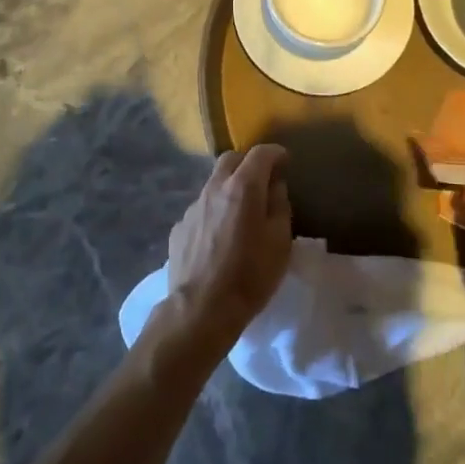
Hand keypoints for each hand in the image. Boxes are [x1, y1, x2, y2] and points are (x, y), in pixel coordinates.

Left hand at [162, 145, 291, 351]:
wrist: (201, 309)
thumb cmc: (250, 276)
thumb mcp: (280, 242)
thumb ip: (279, 206)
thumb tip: (275, 186)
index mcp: (243, 187)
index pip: (260, 153)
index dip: (275, 154)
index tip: (285, 162)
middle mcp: (214, 188)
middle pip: (230, 159)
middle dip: (248, 164)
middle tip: (262, 182)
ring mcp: (193, 207)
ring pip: (213, 183)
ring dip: (229, 189)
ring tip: (240, 214)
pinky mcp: (179, 227)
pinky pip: (201, 209)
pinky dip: (214, 212)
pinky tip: (219, 238)